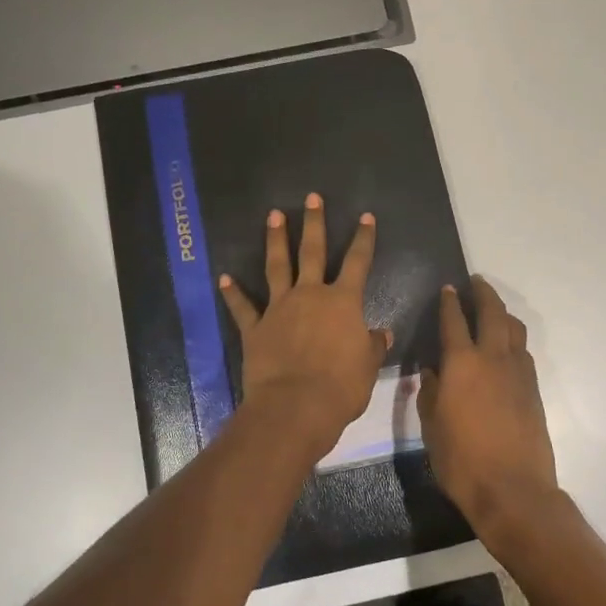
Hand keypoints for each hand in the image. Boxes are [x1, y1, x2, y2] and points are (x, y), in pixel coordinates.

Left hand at [219, 193, 390, 455]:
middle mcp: (310, 296)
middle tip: (312, 198)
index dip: (363, 239)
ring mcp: (279, 309)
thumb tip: (380, 334)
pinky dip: (233, 293)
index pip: (358, 262)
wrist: (295, 407)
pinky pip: (243, 307)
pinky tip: (224, 278)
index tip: (365, 216)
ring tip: (273, 215)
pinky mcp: (255, 329)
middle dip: (314, 223)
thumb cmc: (340, 388)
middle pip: (312, 252)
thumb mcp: (367, 367)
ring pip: (277, 267)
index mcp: (343, 303)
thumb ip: (371, 346)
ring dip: (275, 241)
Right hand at [419, 278, 560, 540]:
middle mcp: (492, 358)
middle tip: (476, 282)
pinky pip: (523, 351)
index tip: (448, 288)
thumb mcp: (431, 427)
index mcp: (461, 364)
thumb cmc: (462, 461)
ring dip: (502, 312)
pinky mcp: (533, 389)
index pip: (454, 321)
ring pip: (513, 328)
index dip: (449, 302)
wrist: (513, 490)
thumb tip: (431, 372)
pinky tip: (506, 347)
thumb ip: (430, 393)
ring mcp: (518, 372)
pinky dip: (513, 339)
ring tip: (493, 309)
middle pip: (492, 313)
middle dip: (483, 293)